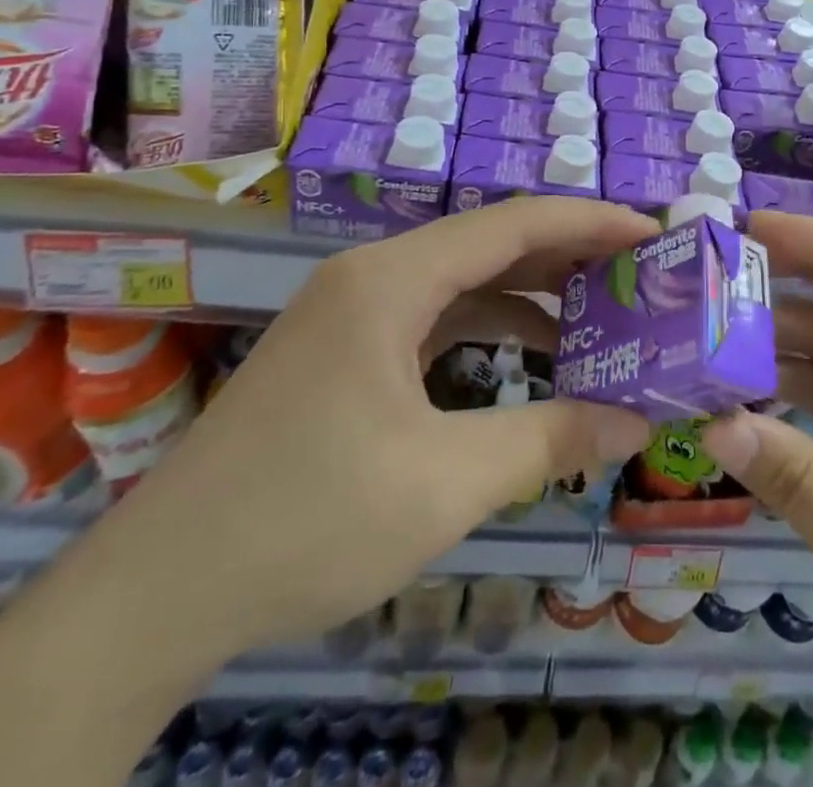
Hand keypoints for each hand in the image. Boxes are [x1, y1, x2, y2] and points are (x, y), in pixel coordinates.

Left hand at [95, 197, 655, 668]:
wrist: (159, 591)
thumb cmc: (306, 520)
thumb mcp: (445, 482)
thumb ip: (551, 440)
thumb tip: (638, 423)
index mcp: (392, 279)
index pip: (512, 223)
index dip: (590, 222)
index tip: (653, 235)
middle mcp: (374, 275)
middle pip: (491, 243)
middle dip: (569, 255)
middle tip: (641, 275)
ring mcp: (355, 311)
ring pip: (465, 282)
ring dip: (533, 295)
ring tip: (603, 316)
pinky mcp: (348, 350)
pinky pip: (438, 318)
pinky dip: (492, 330)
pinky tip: (534, 360)